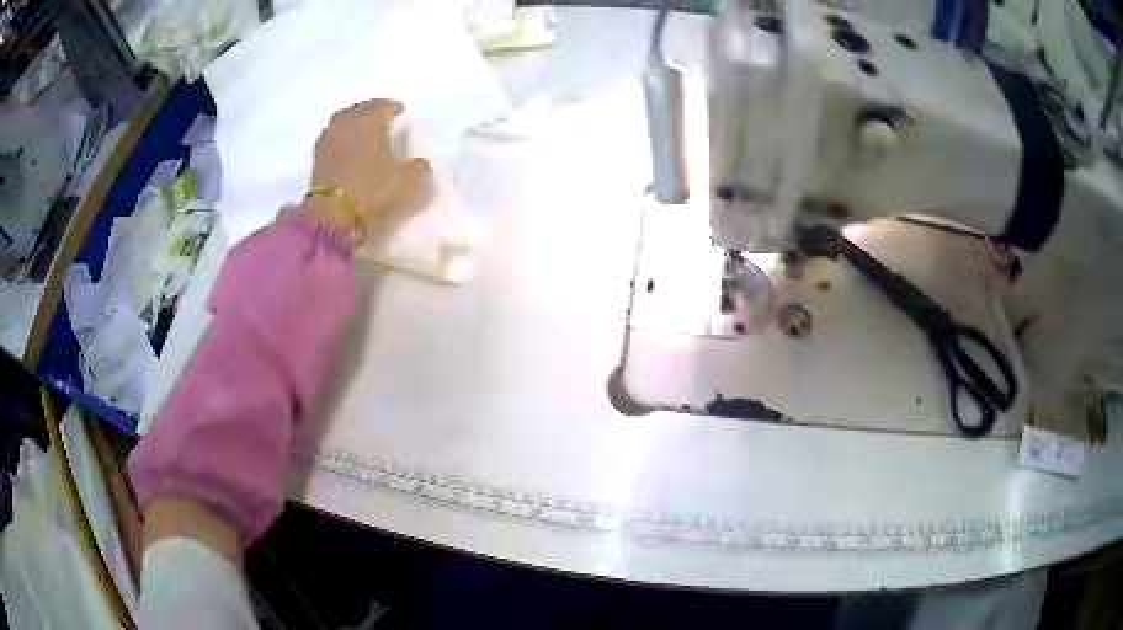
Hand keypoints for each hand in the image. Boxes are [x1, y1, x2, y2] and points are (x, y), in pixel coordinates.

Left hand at [305, 99, 431, 242]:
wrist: (332, 213)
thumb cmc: (373, 190)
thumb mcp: (407, 183)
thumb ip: (418, 169)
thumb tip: (420, 163)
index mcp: (371, 120)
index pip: (384, 106)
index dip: (394, 107)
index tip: (400, 111)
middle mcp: (348, 122)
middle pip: (360, 109)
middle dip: (371, 111)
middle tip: (380, 117)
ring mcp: (329, 138)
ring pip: (343, 120)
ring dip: (353, 121)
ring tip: (362, 130)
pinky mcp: (317, 157)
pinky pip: (332, 137)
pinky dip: (341, 137)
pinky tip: (346, 146)